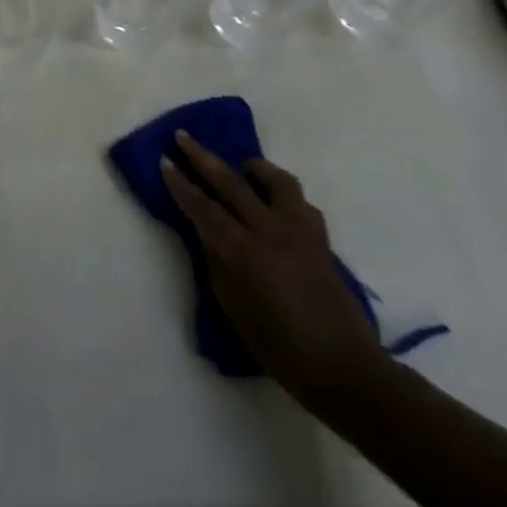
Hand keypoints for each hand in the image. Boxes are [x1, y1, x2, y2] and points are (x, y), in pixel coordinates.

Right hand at [162, 131, 385, 408]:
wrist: (342, 368)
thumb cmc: (277, 345)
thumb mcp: (232, 305)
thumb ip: (217, 261)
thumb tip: (210, 233)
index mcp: (241, 250)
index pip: (202, 205)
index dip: (180, 183)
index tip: (164, 161)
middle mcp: (269, 230)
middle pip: (230, 181)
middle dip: (202, 157)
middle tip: (183, 137)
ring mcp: (299, 230)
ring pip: (276, 180)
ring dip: (254, 167)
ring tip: (244, 167)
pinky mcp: (320, 238)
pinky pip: (299, 202)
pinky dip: (283, 195)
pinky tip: (277, 204)